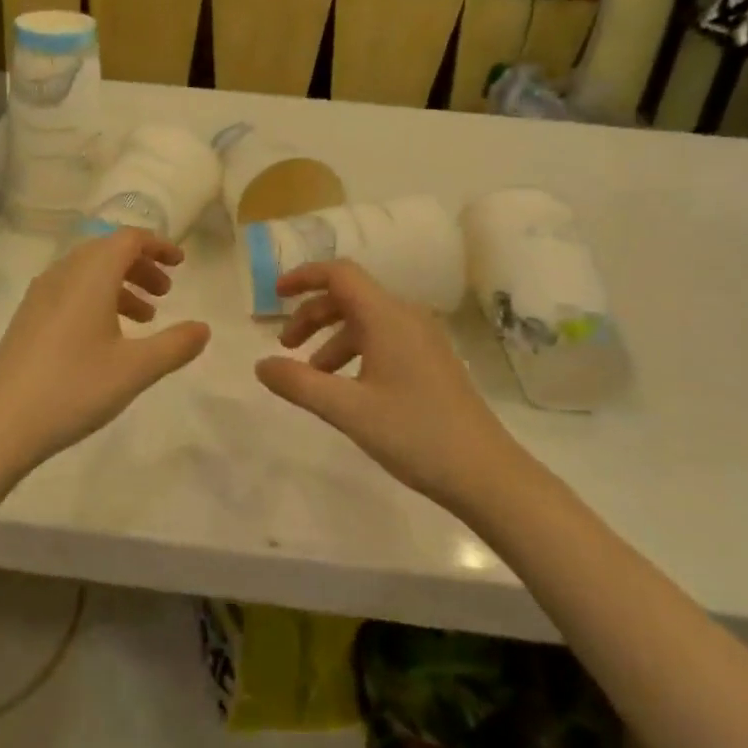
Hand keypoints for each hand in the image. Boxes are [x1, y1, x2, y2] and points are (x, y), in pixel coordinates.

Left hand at [0, 229, 210, 474]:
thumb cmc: (73, 388)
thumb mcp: (135, 369)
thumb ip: (175, 345)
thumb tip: (203, 328)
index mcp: (89, 275)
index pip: (128, 239)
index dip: (157, 245)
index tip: (180, 264)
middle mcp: (62, 274)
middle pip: (107, 251)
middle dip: (141, 265)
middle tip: (166, 292)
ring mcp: (40, 296)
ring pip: (87, 272)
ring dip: (120, 284)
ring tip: (144, 318)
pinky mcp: (27, 319)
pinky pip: (70, 291)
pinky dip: (97, 299)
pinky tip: (107, 338)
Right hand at [255, 259, 516, 510]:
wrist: (486, 473)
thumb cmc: (414, 434)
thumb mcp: (347, 410)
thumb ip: (299, 384)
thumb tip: (261, 365)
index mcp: (387, 317)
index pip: (339, 274)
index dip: (304, 276)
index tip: (275, 295)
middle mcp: (406, 317)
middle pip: (349, 297)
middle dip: (312, 315)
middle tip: (286, 347)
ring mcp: (422, 339)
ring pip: (365, 321)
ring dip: (331, 338)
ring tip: (311, 376)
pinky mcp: (430, 361)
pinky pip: (382, 339)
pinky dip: (354, 352)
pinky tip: (346, 388)